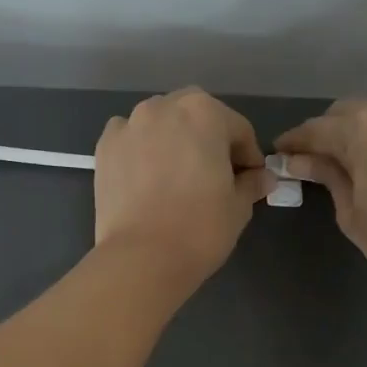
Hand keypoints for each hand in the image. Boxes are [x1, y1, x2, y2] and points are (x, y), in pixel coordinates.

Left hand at [94, 88, 275, 282]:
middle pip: (195, 117)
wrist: (141, 259)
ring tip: (176, 177)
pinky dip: (140, 151)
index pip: (238, 129)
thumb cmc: (199, 230)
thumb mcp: (238, 207)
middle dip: (208, 140)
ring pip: (159, 124)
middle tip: (213, 175)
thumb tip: (262, 178)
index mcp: (204, 113)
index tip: (250, 179)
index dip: (248, 156)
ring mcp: (129, 125)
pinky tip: (146, 179)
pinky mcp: (104, 148)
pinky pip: (130, 140)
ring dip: (172, 141)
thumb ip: (251, 183)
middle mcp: (164, 107)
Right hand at [275, 100, 366, 295]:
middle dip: (321, 135)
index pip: (314, 130)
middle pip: (341, 114)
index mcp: (362, 129)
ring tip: (337, 163)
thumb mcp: (351, 211)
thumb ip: (325, 176)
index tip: (276, 156)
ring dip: (349, 133)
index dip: (292, 143)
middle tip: (306, 164)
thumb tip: (296, 161)